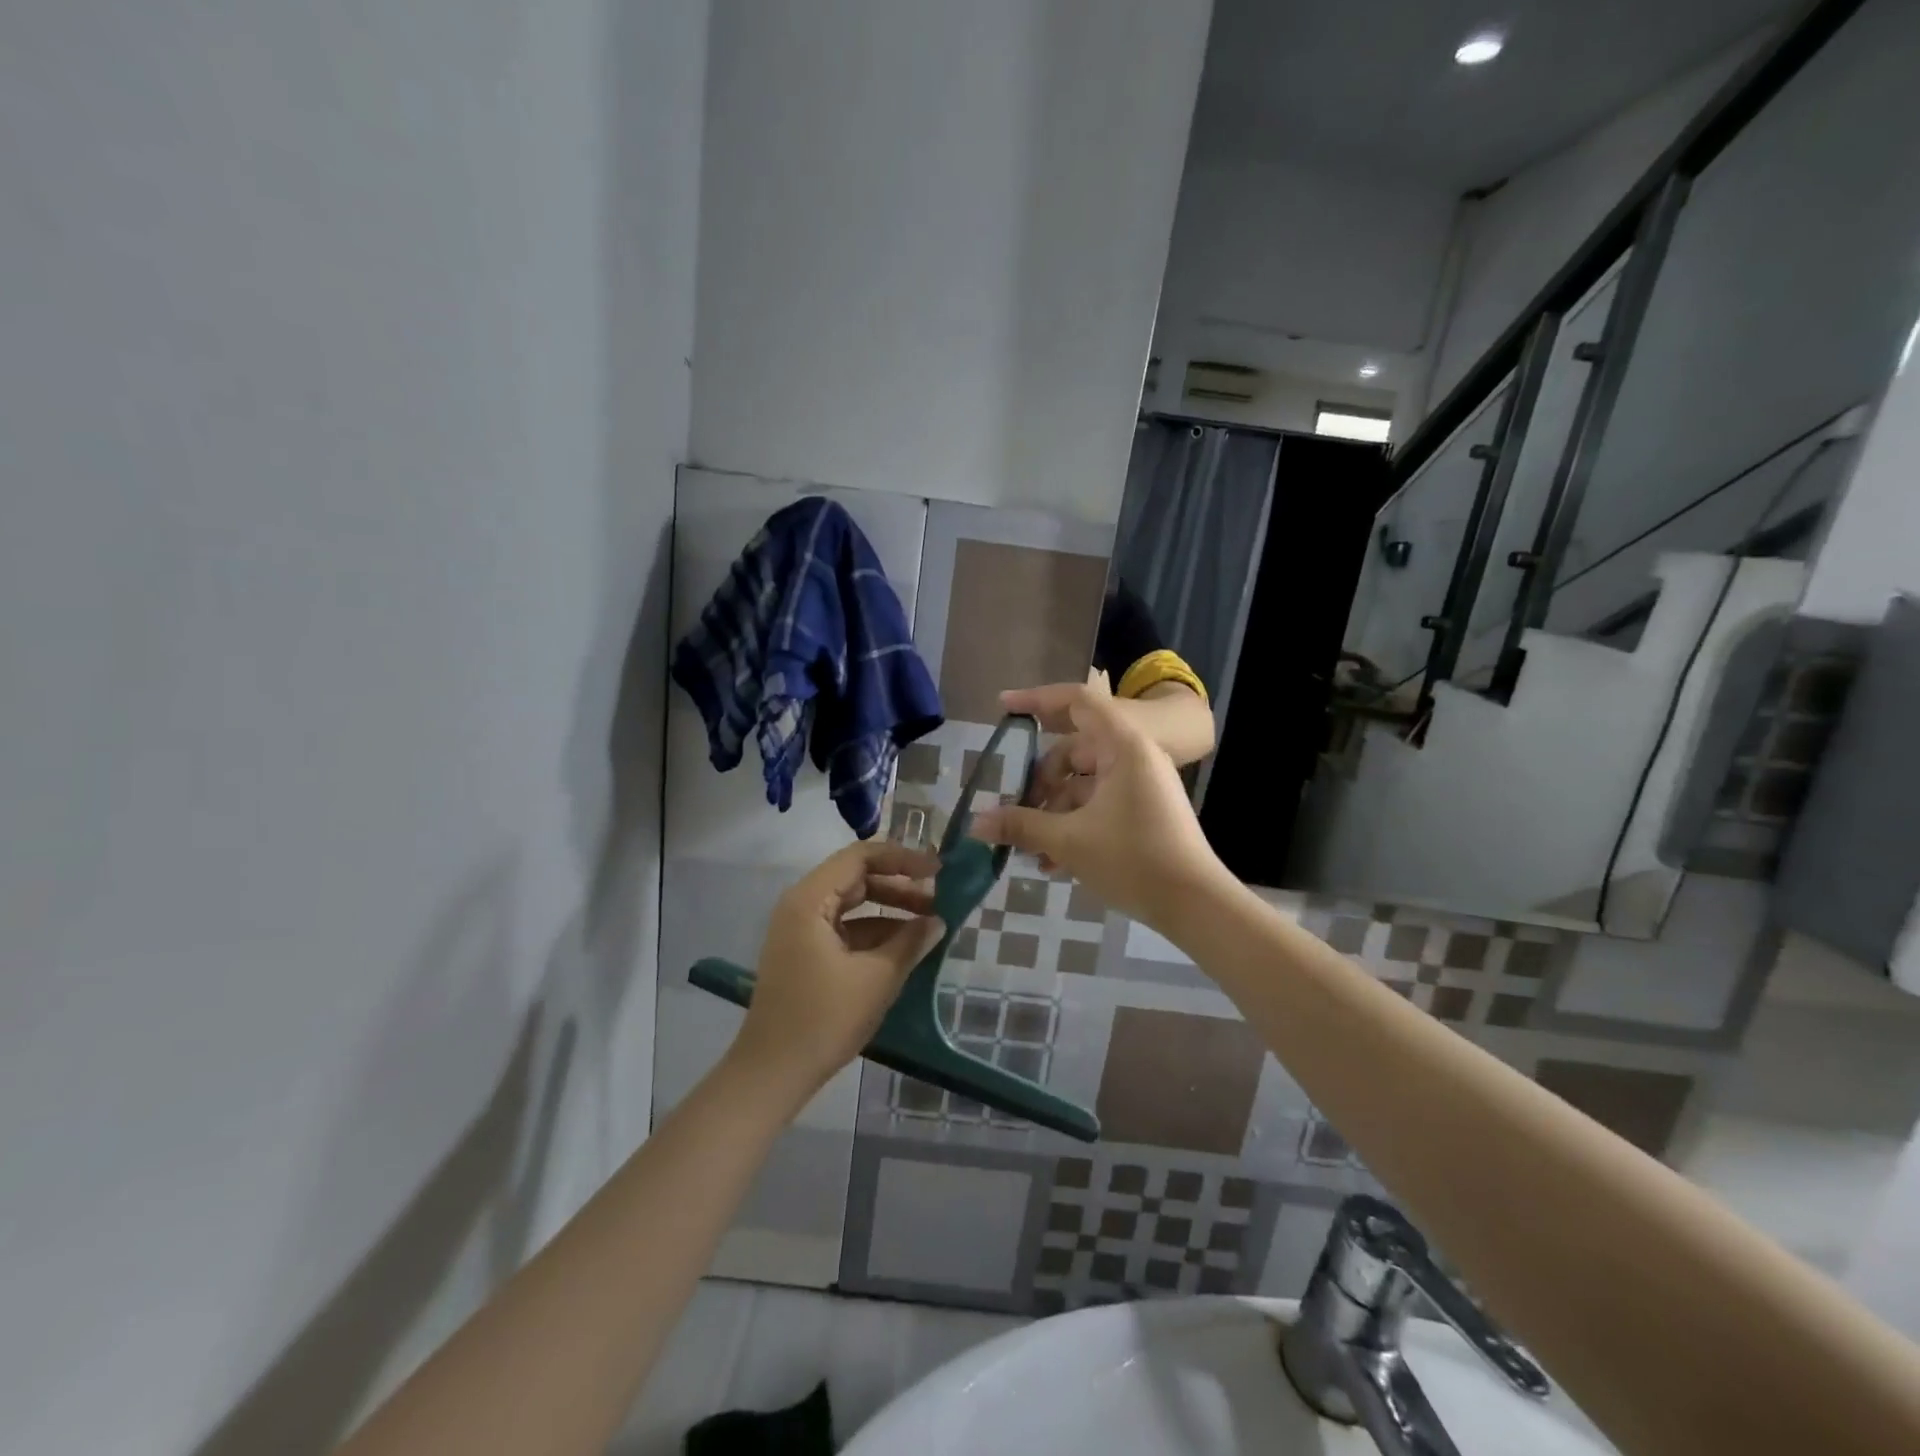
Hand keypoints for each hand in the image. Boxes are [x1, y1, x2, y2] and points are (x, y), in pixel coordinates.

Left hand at [730, 842, 943, 1102]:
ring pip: (852, 905)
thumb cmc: (823, 1019)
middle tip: (938, 899)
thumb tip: (938, 921)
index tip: (938, 871)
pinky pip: (845, 929)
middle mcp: (801, 906)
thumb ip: (911, 942)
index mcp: (809, 900)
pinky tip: (904, 947)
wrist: (772, 1074)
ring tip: (929, 924)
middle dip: (899, 886)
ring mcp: (800, 931)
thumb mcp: (877, 978)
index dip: (902, 858)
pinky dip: (874, 933)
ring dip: (889, 910)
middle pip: (856, 878)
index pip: (860, 857)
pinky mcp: (805, 954)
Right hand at [971, 683, 1226, 929]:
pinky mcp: (1142, 812)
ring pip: (1083, 784)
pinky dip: (1073, 824)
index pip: (1076, 702)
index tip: (1003, 707)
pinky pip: (1098, 805)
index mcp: (1122, 746)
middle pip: (1073, 751)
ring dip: (1053, 811)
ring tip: (1029, 848)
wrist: (1195, 904)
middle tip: (1014, 808)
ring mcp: (1140, 785)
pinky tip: (1051, 862)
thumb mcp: (1069, 841)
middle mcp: (1133, 757)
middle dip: (1040, 781)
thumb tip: (976, 823)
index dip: (1037, 699)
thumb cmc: (1133, 859)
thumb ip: (1021, 826)